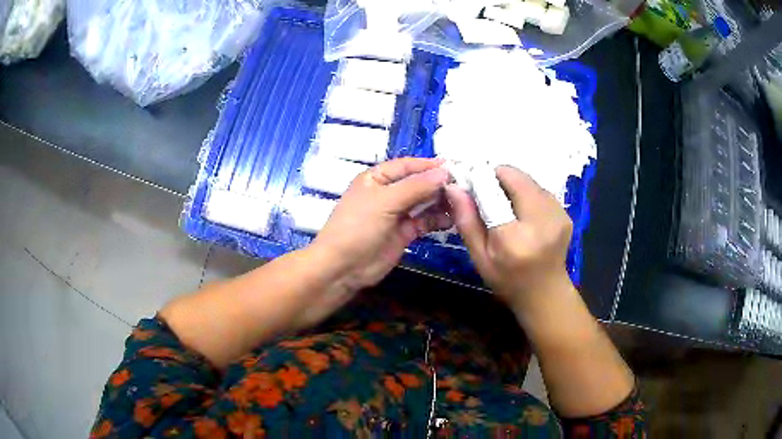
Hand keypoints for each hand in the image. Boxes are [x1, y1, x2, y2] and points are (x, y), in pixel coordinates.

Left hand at [311, 157, 452, 292]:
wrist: (343, 267)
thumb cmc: (358, 227)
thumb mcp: (385, 202)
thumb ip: (416, 187)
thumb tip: (444, 172)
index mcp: (377, 178)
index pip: (407, 165)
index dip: (428, 165)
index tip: (454, 166)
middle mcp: (388, 192)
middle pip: (418, 183)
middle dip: (438, 184)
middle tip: (464, 185)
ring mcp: (396, 213)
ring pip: (423, 202)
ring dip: (440, 201)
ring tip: (462, 202)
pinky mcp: (404, 233)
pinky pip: (424, 221)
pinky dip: (437, 219)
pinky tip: (452, 219)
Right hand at [446, 165, 573, 309]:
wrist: (546, 293)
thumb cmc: (508, 280)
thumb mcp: (480, 257)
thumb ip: (466, 221)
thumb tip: (453, 187)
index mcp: (514, 239)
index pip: (493, 192)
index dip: (479, 180)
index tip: (468, 182)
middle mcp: (541, 221)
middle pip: (516, 178)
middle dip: (498, 179)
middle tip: (487, 194)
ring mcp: (558, 215)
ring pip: (529, 180)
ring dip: (513, 185)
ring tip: (505, 206)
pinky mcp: (566, 213)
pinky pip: (540, 189)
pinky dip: (527, 193)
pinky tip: (522, 213)